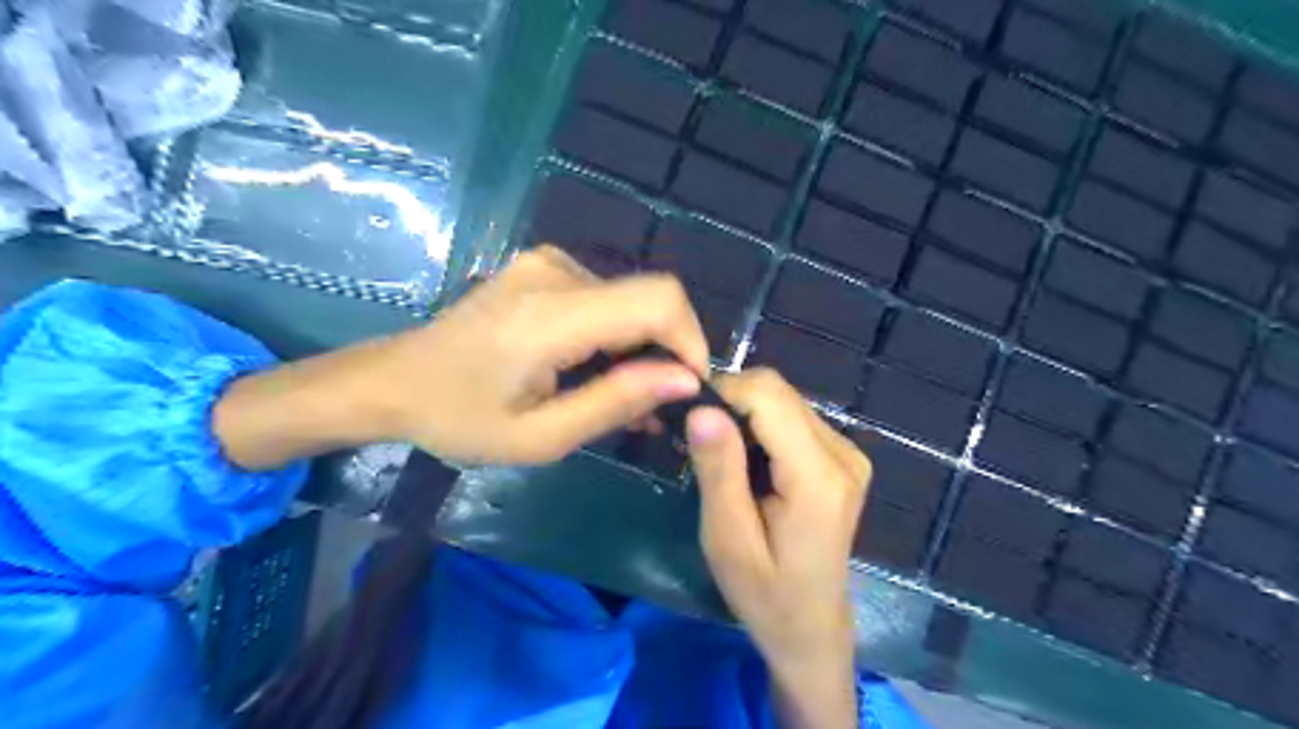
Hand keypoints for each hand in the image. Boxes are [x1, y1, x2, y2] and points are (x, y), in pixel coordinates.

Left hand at [218, 246, 714, 469]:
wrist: (394, 382)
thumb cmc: (460, 419)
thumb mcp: (541, 435)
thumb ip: (616, 402)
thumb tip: (685, 379)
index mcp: (552, 313)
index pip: (658, 300)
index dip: (690, 341)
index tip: (684, 389)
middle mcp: (555, 271)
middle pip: (648, 299)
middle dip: (663, 353)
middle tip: (648, 408)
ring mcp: (547, 263)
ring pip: (629, 300)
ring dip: (637, 347)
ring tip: (616, 396)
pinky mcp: (543, 268)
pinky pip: (604, 297)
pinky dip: (614, 334)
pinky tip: (594, 369)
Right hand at [680, 374, 871, 726]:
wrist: (812, 626)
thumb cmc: (765, 593)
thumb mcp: (728, 539)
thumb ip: (719, 471)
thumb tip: (700, 408)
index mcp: (818, 476)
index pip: (767, 396)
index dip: (721, 393)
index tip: (684, 419)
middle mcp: (842, 452)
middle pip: (776, 391)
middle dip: (729, 401)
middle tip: (692, 437)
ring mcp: (847, 452)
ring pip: (782, 398)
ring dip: (742, 413)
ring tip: (714, 451)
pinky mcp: (841, 455)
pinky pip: (791, 416)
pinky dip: (759, 424)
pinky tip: (743, 458)